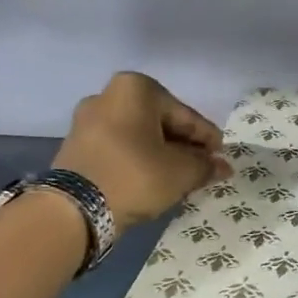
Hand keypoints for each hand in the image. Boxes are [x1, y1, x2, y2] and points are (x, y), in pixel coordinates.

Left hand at [52, 72, 228, 229]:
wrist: (75, 209)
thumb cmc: (135, 176)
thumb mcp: (181, 172)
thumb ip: (205, 166)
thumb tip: (221, 166)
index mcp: (136, 89)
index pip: (185, 115)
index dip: (207, 138)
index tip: (221, 157)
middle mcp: (108, 95)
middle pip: (160, 122)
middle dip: (183, 145)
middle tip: (202, 168)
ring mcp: (88, 120)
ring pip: (139, 136)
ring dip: (161, 154)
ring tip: (180, 177)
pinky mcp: (77, 146)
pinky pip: (120, 148)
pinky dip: (139, 160)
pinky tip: (153, 179)